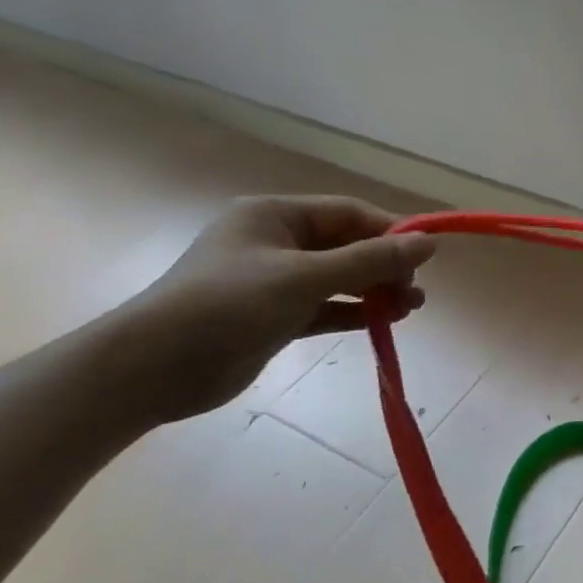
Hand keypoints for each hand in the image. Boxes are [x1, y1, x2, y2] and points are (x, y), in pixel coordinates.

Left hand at [118, 196, 437, 420]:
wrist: (152, 369)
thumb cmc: (228, 306)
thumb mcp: (304, 278)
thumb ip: (369, 261)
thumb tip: (429, 244)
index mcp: (275, 215)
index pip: (348, 213)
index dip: (390, 231)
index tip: (426, 256)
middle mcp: (276, 242)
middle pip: (347, 246)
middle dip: (385, 266)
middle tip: (416, 291)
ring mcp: (274, 281)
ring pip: (339, 279)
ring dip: (375, 291)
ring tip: (411, 309)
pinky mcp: (274, 317)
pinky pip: (326, 307)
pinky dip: (354, 312)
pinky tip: (384, 322)